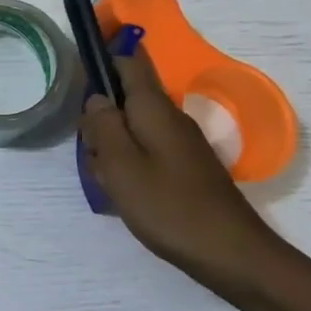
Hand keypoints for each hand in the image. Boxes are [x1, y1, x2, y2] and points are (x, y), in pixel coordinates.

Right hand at [80, 51, 292, 294]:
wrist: (231, 254)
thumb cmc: (169, 206)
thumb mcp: (120, 165)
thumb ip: (103, 126)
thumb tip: (97, 98)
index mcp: (154, 109)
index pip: (130, 62)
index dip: (104, 57)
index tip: (78, 72)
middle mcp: (170, 118)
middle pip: (124, 101)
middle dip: (99, 120)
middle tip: (93, 156)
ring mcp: (180, 144)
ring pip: (131, 130)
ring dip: (111, 149)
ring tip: (110, 183)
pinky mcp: (184, 168)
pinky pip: (145, 153)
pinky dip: (127, 167)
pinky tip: (126, 195)